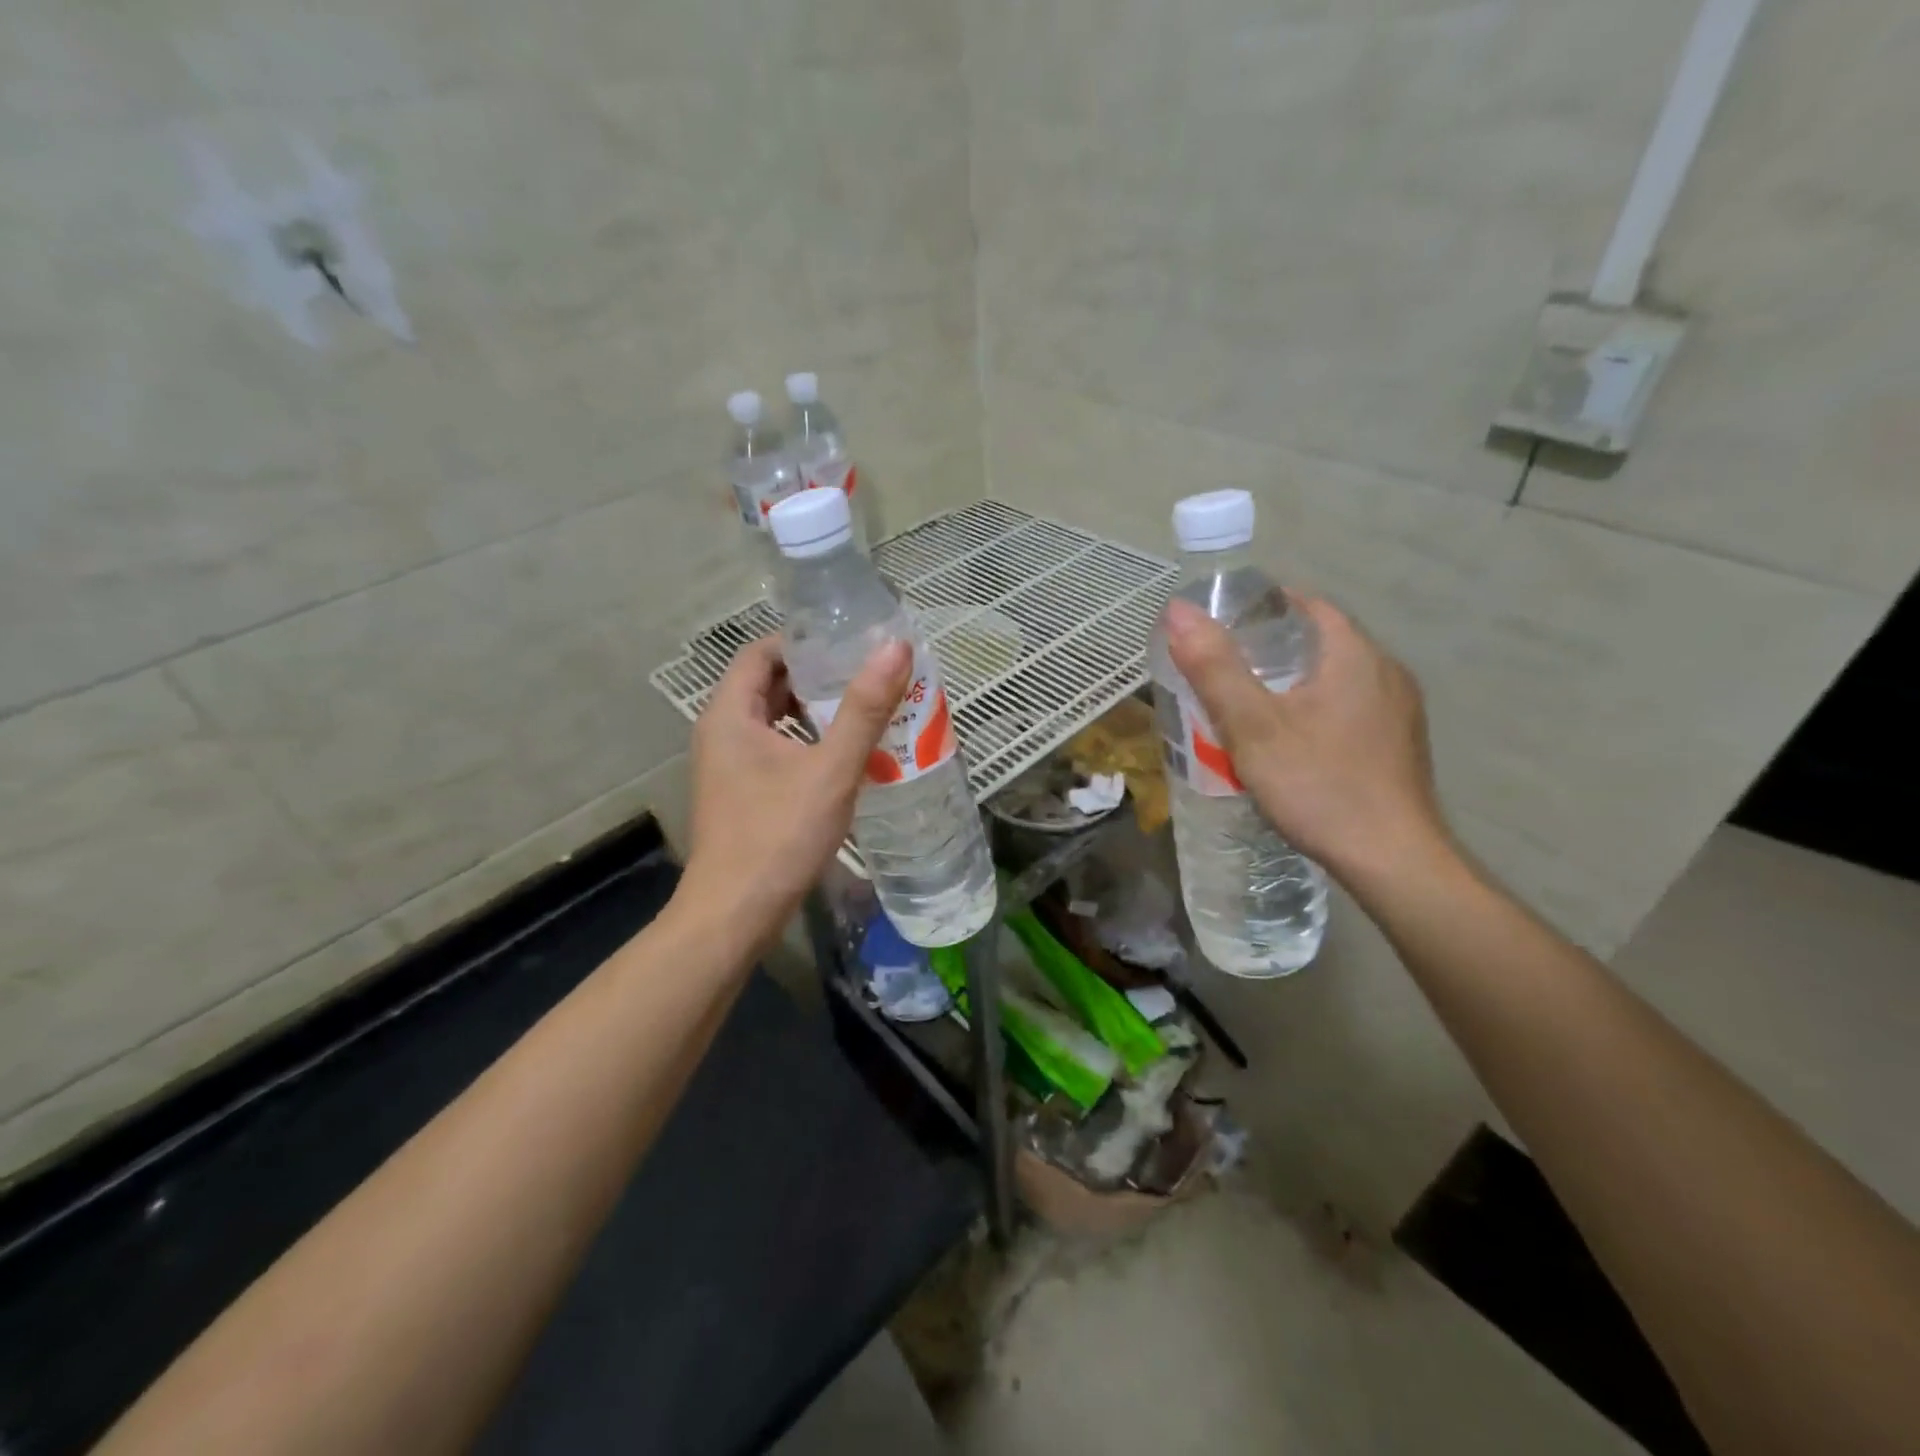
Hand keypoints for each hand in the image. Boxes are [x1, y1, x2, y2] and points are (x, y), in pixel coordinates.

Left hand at [678, 636, 912, 947]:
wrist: (735, 915)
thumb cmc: (779, 835)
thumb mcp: (831, 769)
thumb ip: (864, 709)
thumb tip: (894, 649)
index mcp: (730, 714)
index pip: (762, 652)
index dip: (804, 641)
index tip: (850, 643)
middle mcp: (721, 732)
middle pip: (768, 684)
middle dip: (817, 677)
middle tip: (867, 675)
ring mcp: (728, 766)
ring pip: (774, 721)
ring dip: (814, 713)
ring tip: (865, 711)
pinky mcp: (740, 794)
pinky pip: (775, 751)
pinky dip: (807, 744)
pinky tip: (845, 757)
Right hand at [1163, 594, 1448, 887]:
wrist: (1392, 861)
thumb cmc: (1318, 785)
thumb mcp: (1253, 726)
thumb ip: (1215, 668)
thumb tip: (1178, 611)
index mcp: (1355, 655)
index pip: (1308, 605)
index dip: (1263, 607)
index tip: (1221, 624)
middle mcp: (1386, 672)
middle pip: (1322, 641)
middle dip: (1272, 647)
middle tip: (1223, 666)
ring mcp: (1399, 712)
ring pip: (1336, 678)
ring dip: (1294, 681)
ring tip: (1248, 703)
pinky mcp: (1398, 746)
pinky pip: (1349, 708)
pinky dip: (1315, 709)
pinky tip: (1290, 741)